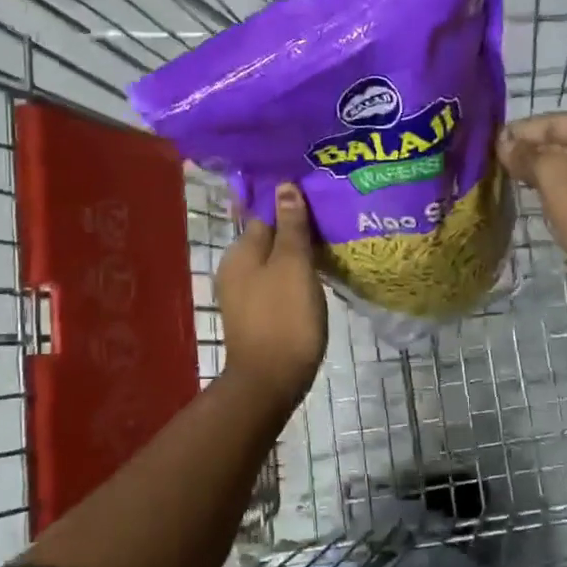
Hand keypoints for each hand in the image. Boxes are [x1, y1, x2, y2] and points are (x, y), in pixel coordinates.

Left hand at [216, 183, 326, 404]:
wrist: (269, 381)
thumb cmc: (284, 318)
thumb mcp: (293, 265)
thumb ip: (290, 225)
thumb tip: (284, 185)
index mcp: (241, 250)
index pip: (265, 213)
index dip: (291, 203)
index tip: (319, 197)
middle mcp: (235, 268)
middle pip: (268, 237)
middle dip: (295, 228)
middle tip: (330, 219)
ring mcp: (243, 293)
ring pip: (273, 261)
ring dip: (296, 253)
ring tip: (328, 245)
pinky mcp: (255, 314)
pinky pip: (275, 282)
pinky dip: (293, 276)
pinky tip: (314, 277)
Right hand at [498, 112, 566, 286]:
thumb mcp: (551, 174)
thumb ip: (525, 153)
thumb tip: (503, 142)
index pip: (558, 122)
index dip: (523, 130)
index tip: (494, 138)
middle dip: (535, 147)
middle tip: (502, 155)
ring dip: (546, 165)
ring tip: (515, 171)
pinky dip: (562, 181)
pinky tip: (539, 187)